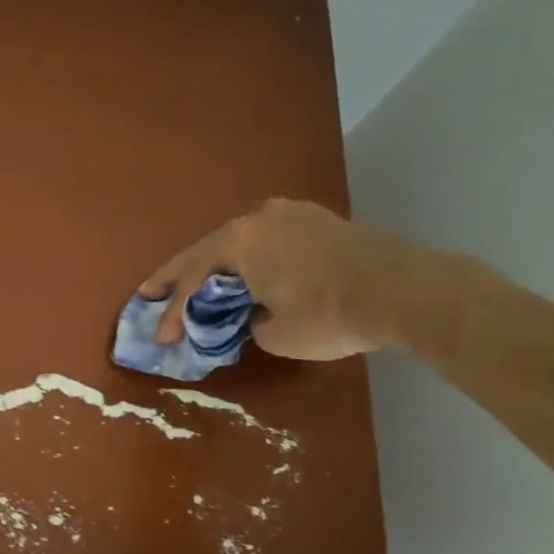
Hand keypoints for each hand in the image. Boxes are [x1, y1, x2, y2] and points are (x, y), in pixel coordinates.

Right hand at [138, 199, 432, 360]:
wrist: (406, 291)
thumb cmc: (330, 314)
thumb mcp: (275, 334)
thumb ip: (248, 322)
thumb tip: (252, 316)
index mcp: (239, 243)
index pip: (194, 282)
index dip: (172, 313)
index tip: (159, 338)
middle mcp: (257, 219)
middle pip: (206, 253)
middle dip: (177, 277)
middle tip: (148, 293)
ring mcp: (290, 215)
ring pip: (238, 244)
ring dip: (215, 266)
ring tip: (193, 284)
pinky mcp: (318, 222)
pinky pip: (267, 241)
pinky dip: (249, 260)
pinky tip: (243, 271)